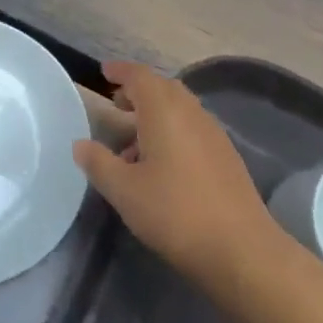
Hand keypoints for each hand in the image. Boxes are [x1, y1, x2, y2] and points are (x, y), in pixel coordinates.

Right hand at [73, 61, 280, 286]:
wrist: (241, 250)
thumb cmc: (174, 212)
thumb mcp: (124, 191)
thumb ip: (98, 163)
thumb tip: (81, 144)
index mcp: (165, 112)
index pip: (140, 77)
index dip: (121, 71)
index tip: (104, 72)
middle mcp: (192, 114)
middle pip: (164, 88)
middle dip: (139, 90)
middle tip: (116, 103)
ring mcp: (214, 136)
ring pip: (180, 110)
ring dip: (155, 114)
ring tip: (131, 143)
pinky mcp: (227, 158)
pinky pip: (193, 129)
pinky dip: (172, 132)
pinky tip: (160, 165)